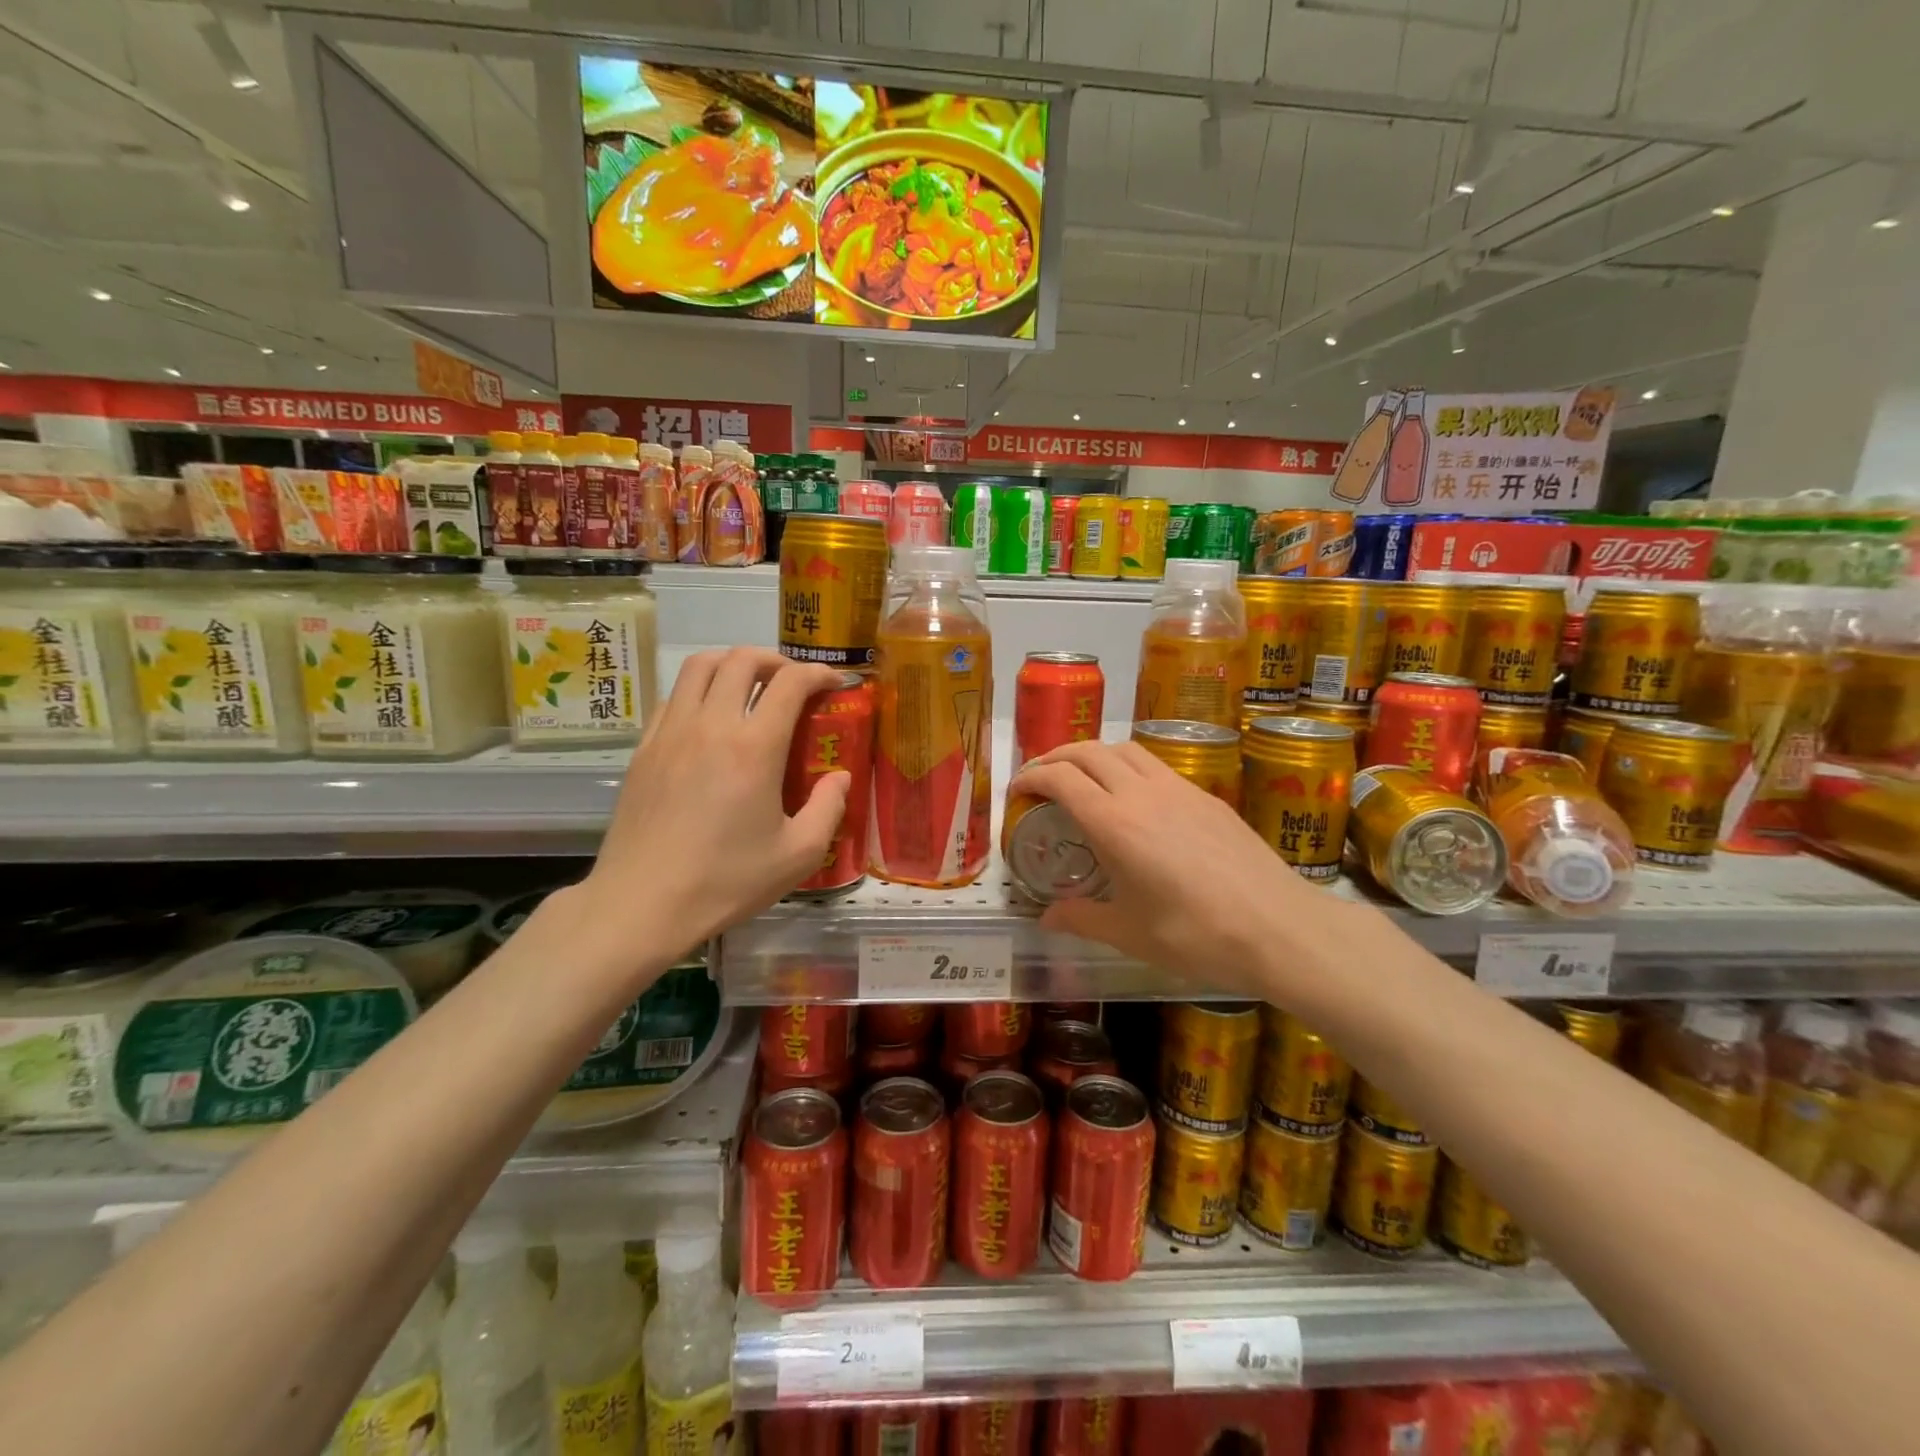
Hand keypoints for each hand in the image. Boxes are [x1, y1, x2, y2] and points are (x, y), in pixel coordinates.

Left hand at [572, 648, 850, 974]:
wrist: (641, 904)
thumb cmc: (726, 882)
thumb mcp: (798, 854)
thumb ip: (828, 808)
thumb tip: (840, 777)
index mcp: (754, 747)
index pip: (790, 682)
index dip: (818, 673)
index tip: (834, 683)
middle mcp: (711, 725)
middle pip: (741, 659)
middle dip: (774, 660)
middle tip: (792, 683)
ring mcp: (670, 732)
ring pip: (699, 666)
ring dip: (732, 665)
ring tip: (750, 688)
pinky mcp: (643, 748)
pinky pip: (673, 696)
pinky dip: (699, 691)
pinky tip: (709, 720)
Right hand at [1012, 740, 1356, 997]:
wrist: (1278, 927)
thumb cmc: (1195, 935)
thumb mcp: (1129, 934)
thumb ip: (1081, 918)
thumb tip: (1046, 917)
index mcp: (1114, 823)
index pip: (1061, 779)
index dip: (1031, 777)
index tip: (1016, 790)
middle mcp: (1141, 793)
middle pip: (1088, 752)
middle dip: (1055, 757)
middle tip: (1039, 777)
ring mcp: (1178, 789)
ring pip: (1125, 749)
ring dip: (1093, 754)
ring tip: (1081, 776)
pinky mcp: (1205, 796)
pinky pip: (1155, 764)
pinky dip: (1127, 765)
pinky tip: (1133, 795)